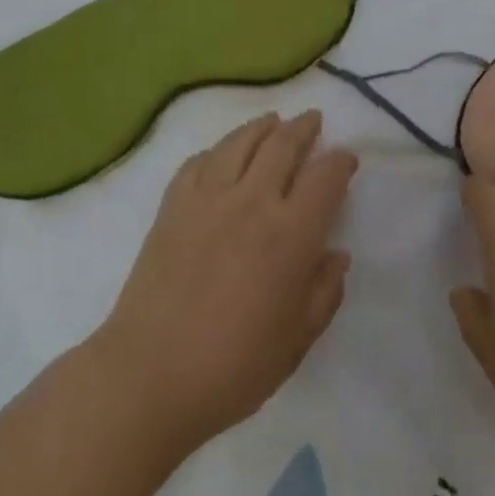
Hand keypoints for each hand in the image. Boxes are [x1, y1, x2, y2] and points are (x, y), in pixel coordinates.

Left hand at [94, 112, 356, 455]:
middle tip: (313, 120)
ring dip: (262, 126)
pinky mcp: (172, 204)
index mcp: (290, 234)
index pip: (325, 177)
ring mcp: (207, 197)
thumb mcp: (296, 340)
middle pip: (283, 144)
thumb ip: (324, 293)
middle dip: (303, 128)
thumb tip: (337, 255)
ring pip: (240, 142)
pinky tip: (221, 154)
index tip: (346, 160)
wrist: (149, 375)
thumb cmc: (233, 367)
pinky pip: (198, 161)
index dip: (341, 162)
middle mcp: (252, 201)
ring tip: (272, 121)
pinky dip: (216, 150)